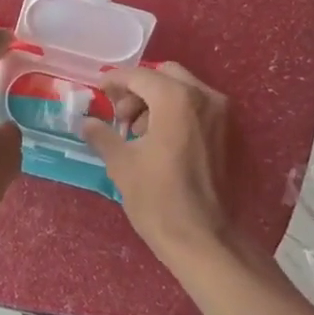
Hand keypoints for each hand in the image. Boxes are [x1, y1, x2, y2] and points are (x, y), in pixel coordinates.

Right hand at [84, 62, 234, 263]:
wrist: (203, 238)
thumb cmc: (157, 199)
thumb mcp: (121, 163)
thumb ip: (102, 134)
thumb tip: (87, 123)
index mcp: (176, 99)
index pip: (139, 76)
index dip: (114, 80)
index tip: (98, 92)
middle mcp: (203, 97)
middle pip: (164, 75)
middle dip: (138, 89)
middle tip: (119, 115)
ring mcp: (220, 115)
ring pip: (182, 90)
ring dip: (156, 101)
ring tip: (136, 132)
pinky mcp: (226, 133)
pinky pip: (196, 108)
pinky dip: (174, 112)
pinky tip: (157, 140)